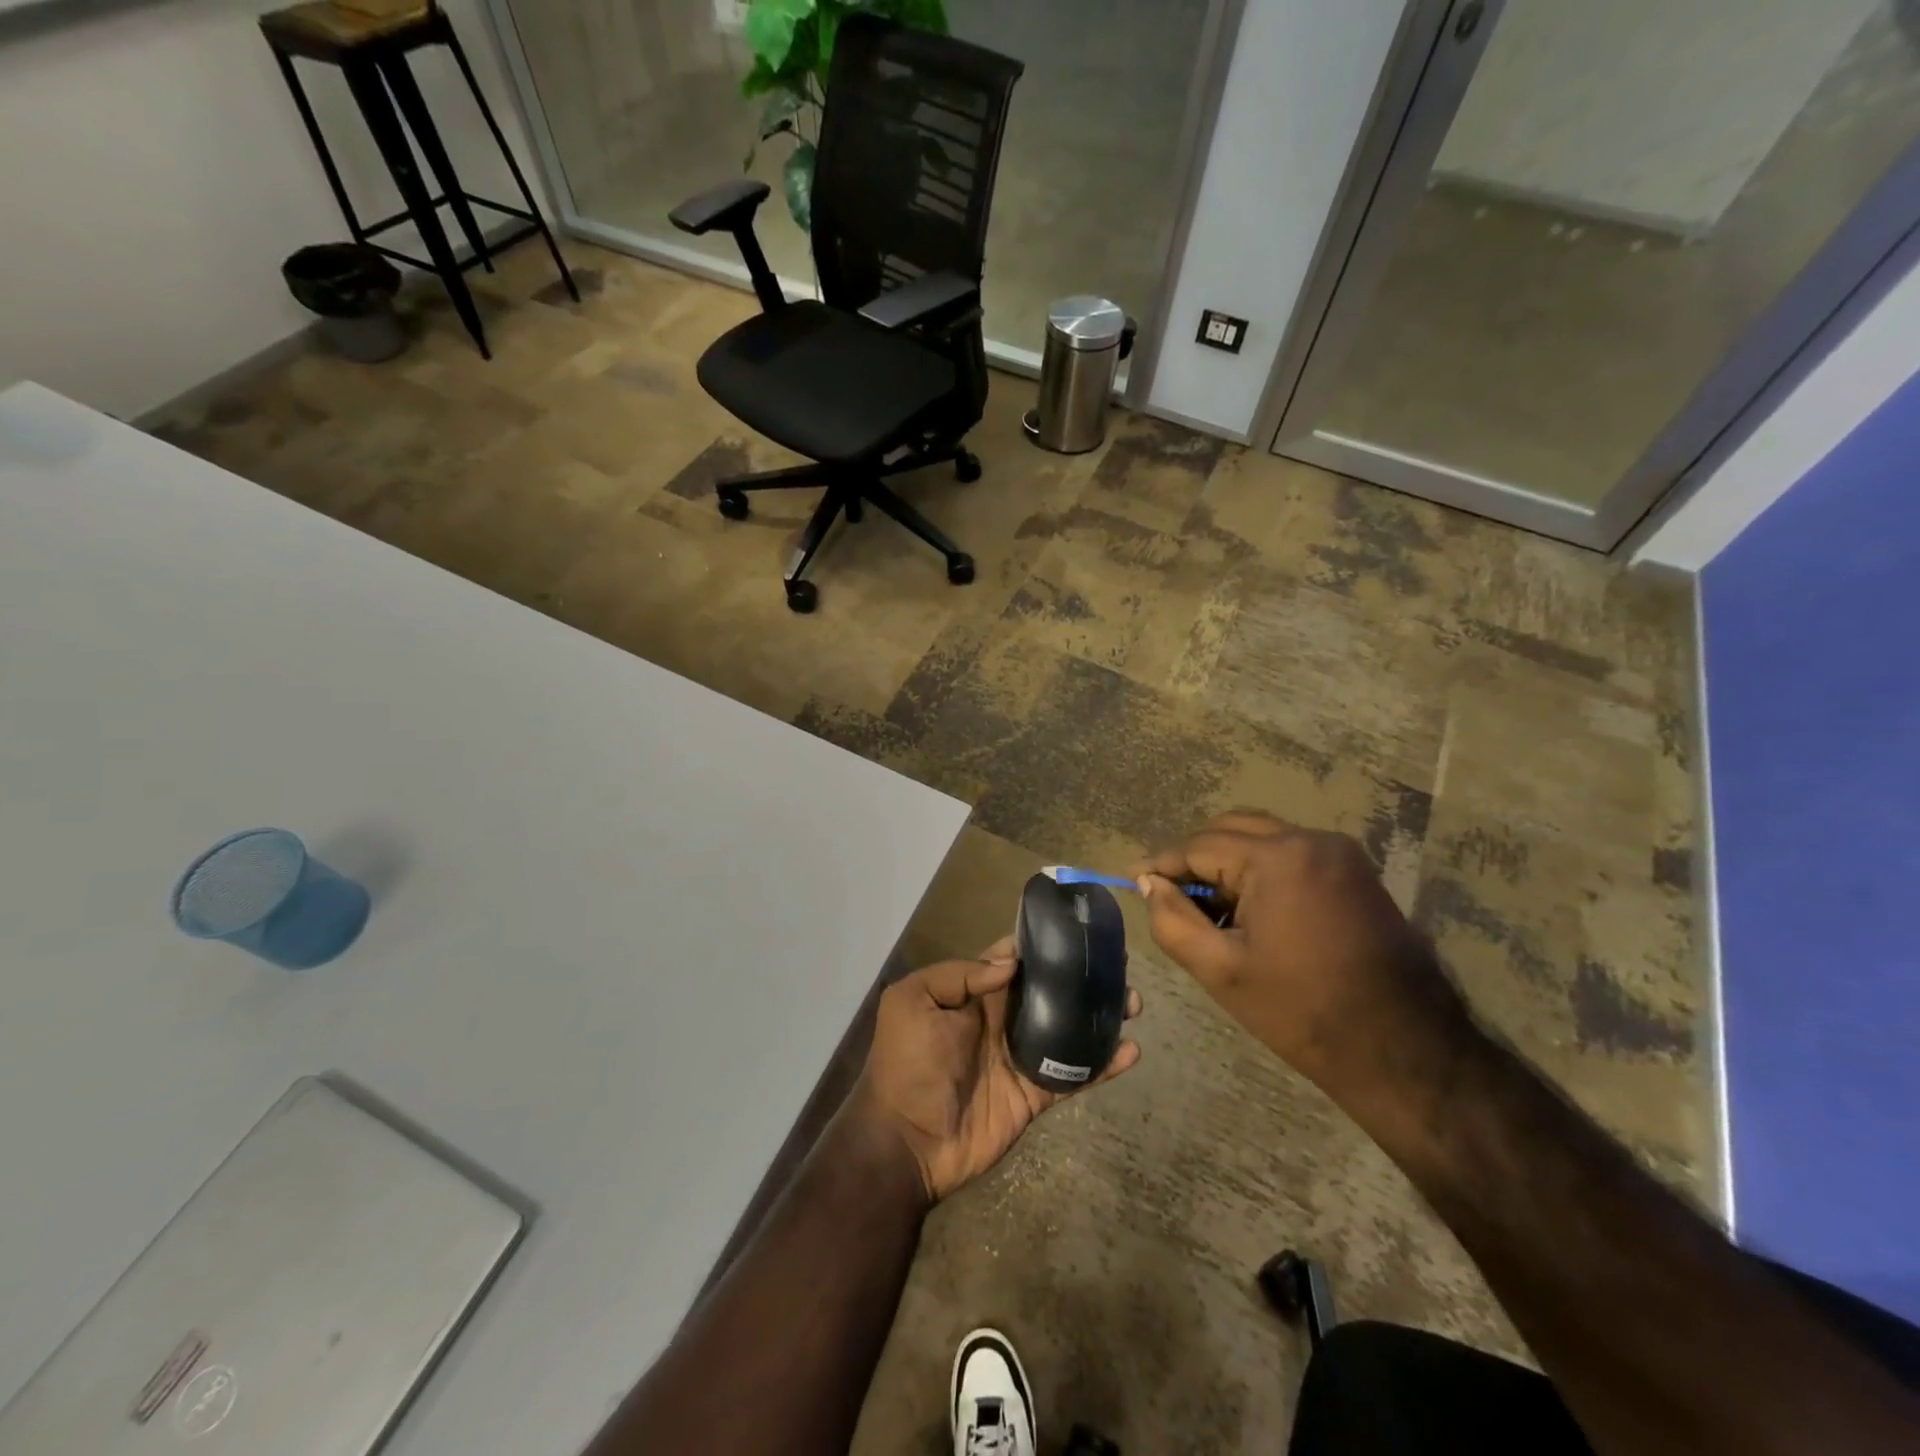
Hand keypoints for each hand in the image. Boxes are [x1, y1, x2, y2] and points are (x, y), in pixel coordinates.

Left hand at [854, 937, 1141, 1202]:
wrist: (906, 1141)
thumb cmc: (906, 1063)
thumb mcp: (913, 1002)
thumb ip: (959, 975)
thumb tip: (1012, 961)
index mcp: (973, 994)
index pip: (1012, 959)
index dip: (1041, 945)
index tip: (1077, 930)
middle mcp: (1001, 1019)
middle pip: (1049, 991)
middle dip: (1080, 977)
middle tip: (1118, 966)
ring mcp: (1020, 1057)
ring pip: (1067, 1028)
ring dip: (1098, 1016)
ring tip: (1132, 1002)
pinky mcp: (1034, 1094)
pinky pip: (1073, 1075)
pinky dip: (1102, 1065)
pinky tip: (1131, 1051)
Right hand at [1134, 812, 1470, 1102]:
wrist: (1404, 1050)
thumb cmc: (1303, 1012)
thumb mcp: (1221, 970)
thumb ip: (1172, 919)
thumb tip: (1149, 884)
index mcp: (1279, 858)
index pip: (1201, 846)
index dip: (1162, 863)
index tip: (1132, 877)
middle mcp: (1312, 839)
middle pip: (1231, 829)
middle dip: (1196, 859)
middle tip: (1171, 896)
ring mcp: (1340, 853)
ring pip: (1261, 838)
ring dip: (1228, 864)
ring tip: (1209, 909)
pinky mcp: (1356, 872)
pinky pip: (1291, 854)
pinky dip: (1260, 871)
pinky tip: (1249, 911)